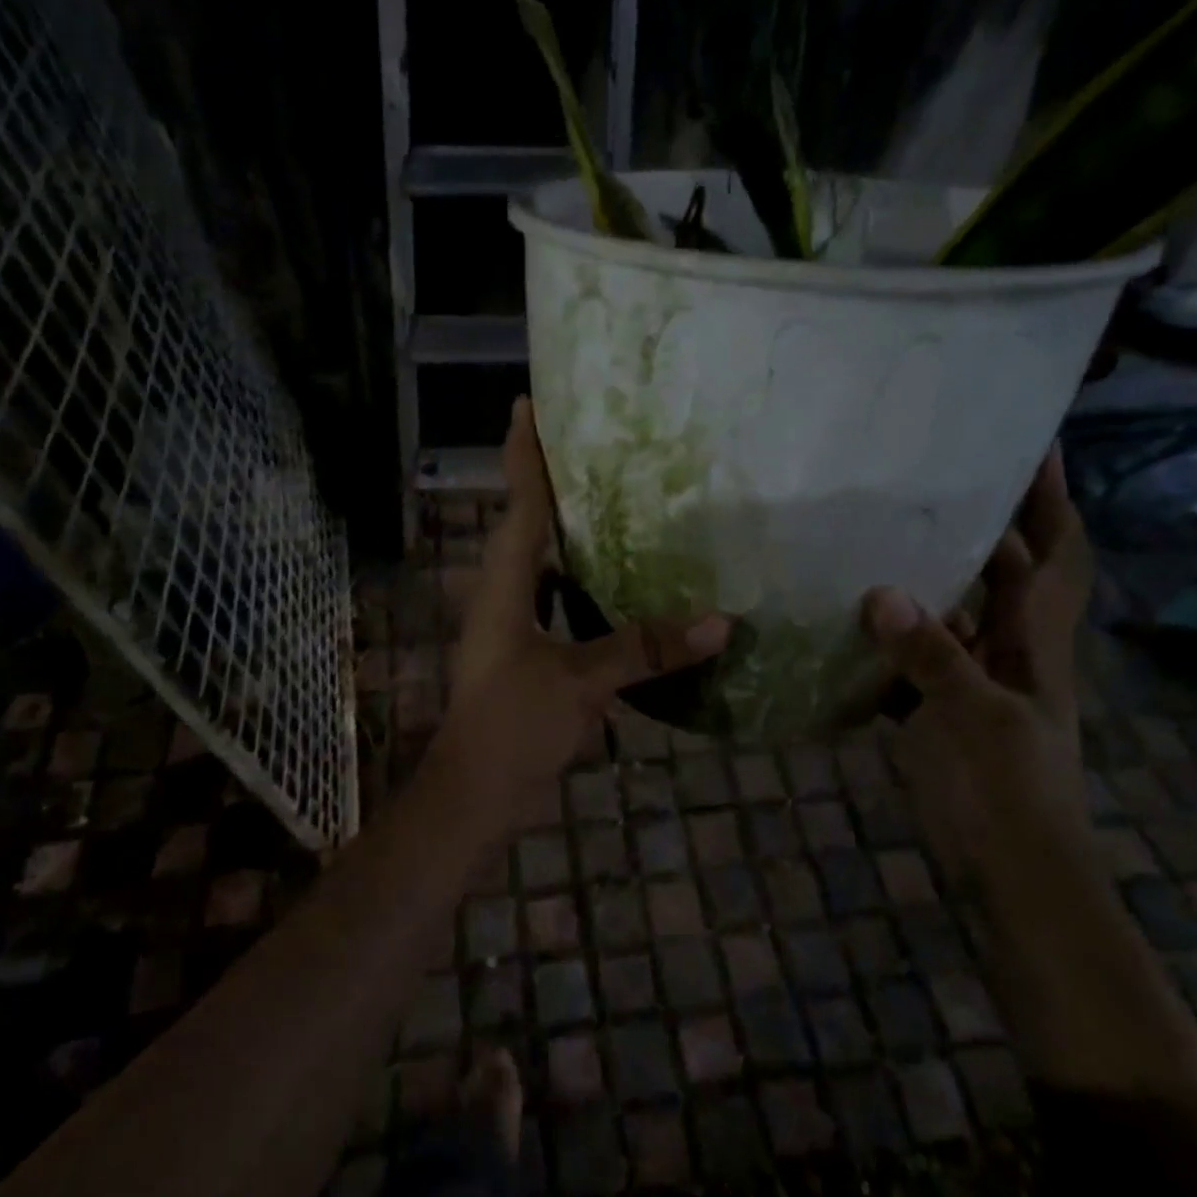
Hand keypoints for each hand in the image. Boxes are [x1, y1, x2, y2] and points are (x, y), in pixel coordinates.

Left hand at [430, 398, 730, 809]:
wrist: (476, 792)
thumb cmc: (513, 726)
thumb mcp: (581, 682)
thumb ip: (645, 649)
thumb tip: (721, 621)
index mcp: (504, 586)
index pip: (519, 503)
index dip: (524, 452)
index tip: (528, 404)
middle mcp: (503, 595)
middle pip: (528, 524)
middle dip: (553, 483)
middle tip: (594, 445)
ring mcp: (512, 626)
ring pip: (542, 564)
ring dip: (570, 533)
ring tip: (616, 502)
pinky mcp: (526, 654)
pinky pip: (557, 601)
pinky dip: (584, 584)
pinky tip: (622, 583)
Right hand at [861, 446, 1093, 903]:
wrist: (1012, 868)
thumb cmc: (1011, 791)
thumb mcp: (977, 719)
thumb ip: (932, 656)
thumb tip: (879, 592)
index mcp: (1035, 641)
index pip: (1056, 554)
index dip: (1051, 499)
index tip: (1035, 444)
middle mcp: (1008, 648)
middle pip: (1002, 571)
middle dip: (981, 521)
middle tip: (932, 476)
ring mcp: (971, 678)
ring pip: (951, 610)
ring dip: (926, 575)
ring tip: (880, 532)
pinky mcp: (937, 706)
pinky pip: (912, 654)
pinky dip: (886, 635)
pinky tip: (846, 618)